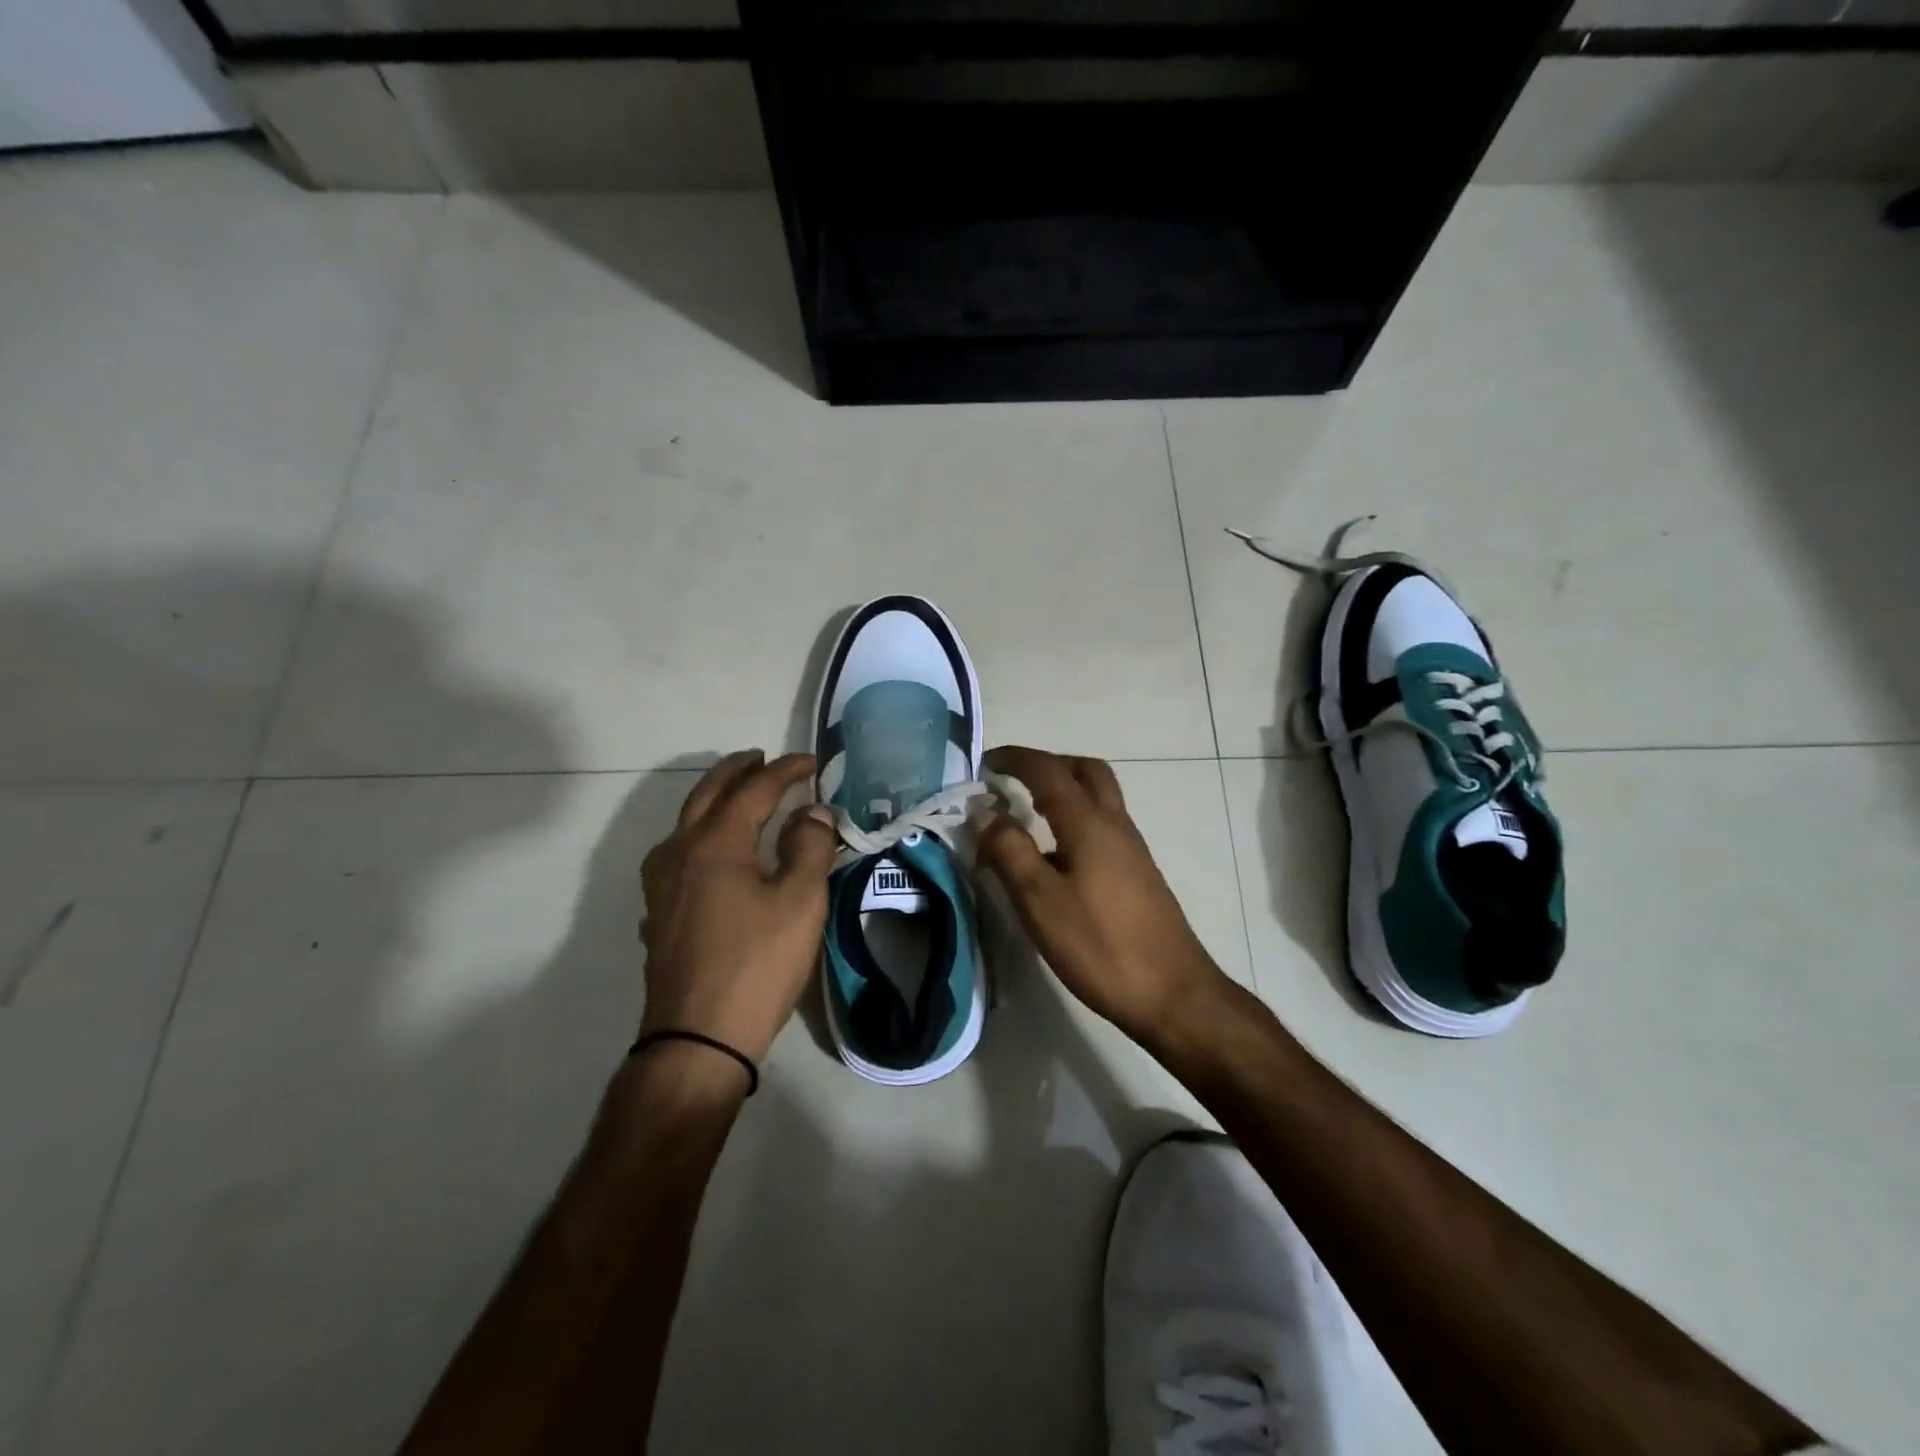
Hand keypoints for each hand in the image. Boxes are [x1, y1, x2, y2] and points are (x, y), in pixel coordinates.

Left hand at [639, 750, 838, 1066]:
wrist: (697, 1039)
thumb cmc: (757, 965)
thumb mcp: (800, 902)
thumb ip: (810, 846)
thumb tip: (813, 812)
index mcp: (714, 843)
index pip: (753, 790)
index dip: (784, 770)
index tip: (812, 761)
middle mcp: (679, 853)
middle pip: (707, 795)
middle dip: (737, 771)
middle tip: (761, 759)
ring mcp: (662, 886)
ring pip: (685, 823)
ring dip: (714, 799)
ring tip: (738, 795)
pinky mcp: (659, 914)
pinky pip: (677, 854)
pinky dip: (700, 834)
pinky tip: (712, 853)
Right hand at [976, 746, 1234, 1044]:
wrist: (1173, 993)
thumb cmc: (1100, 946)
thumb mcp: (1040, 901)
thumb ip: (1009, 850)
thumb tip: (984, 811)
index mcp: (1089, 824)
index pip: (1048, 771)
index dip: (1015, 759)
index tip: (985, 762)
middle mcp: (1115, 825)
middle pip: (1086, 771)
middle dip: (1048, 765)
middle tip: (1014, 780)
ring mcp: (1132, 849)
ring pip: (1099, 797)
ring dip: (1064, 790)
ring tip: (1028, 814)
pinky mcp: (1138, 873)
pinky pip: (1103, 825)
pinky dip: (1075, 818)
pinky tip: (1056, 856)